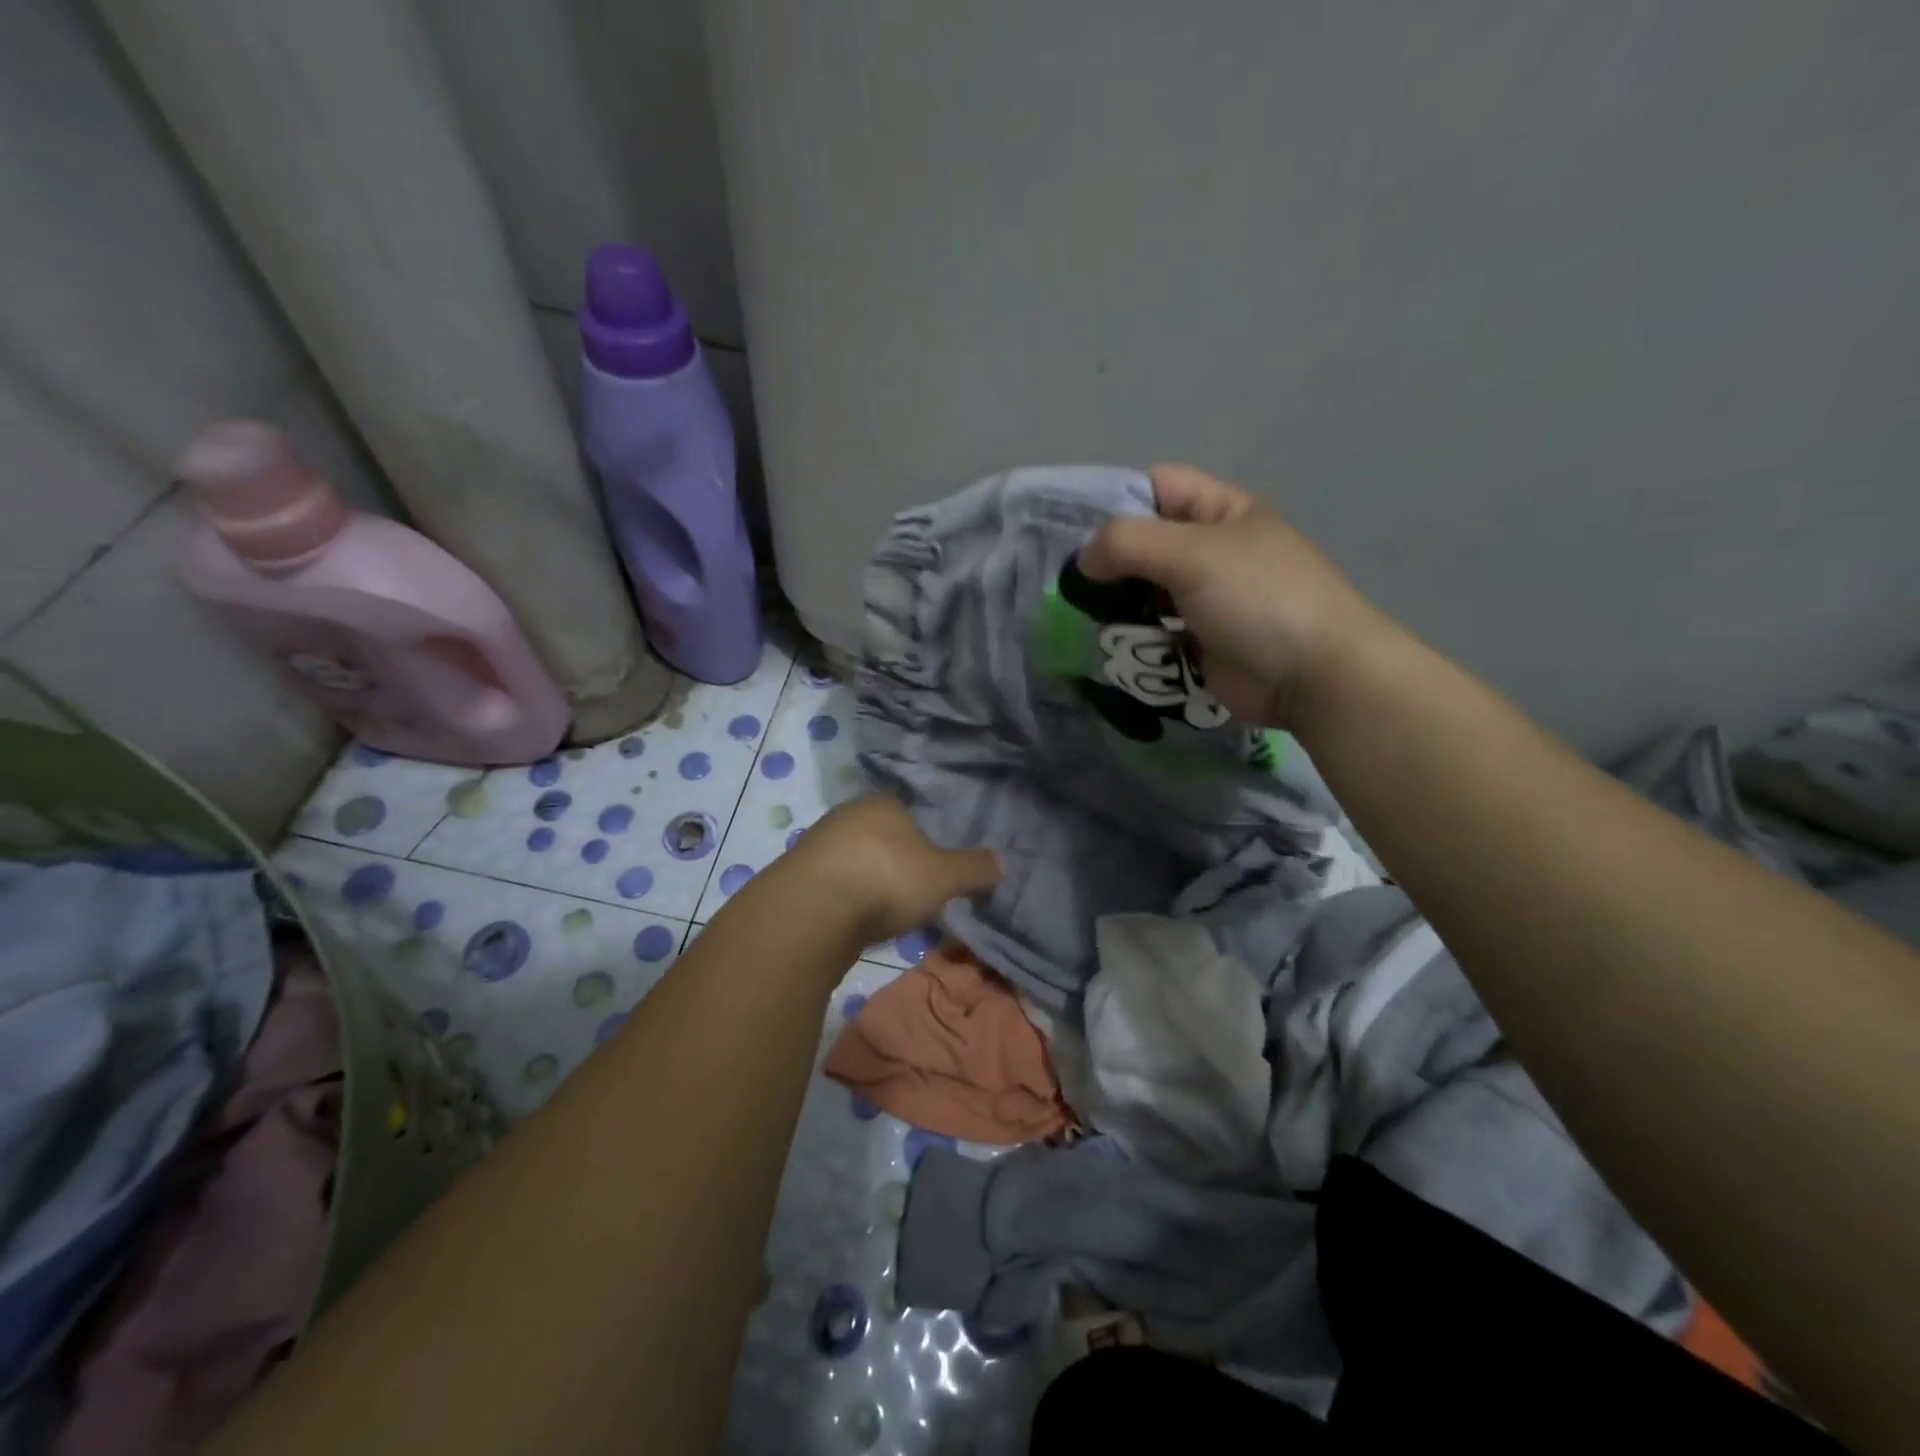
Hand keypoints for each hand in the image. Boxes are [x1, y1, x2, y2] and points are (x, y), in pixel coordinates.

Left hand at [786, 794, 1000, 945]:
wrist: (812, 910)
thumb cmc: (887, 879)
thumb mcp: (944, 877)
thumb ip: (974, 869)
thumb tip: (1005, 861)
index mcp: (884, 802)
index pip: (908, 811)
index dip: (923, 837)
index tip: (931, 865)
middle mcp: (848, 813)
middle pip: (879, 834)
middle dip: (893, 859)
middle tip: (910, 889)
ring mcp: (817, 841)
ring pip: (852, 857)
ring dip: (865, 879)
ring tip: (881, 910)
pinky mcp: (795, 872)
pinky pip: (830, 881)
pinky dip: (843, 896)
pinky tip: (851, 919)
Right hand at [1078, 463, 1388, 727]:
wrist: (1313, 678)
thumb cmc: (1259, 600)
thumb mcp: (1193, 555)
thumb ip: (1129, 544)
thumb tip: (1084, 561)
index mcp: (1220, 511)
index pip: (1155, 485)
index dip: (1114, 499)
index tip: (1071, 530)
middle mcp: (1210, 549)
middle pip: (1144, 542)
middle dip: (1105, 561)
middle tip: (1065, 583)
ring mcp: (1204, 598)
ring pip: (1142, 591)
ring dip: (1113, 604)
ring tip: (1078, 618)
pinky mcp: (1197, 641)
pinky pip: (1151, 631)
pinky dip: (1128, 637)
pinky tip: (1103, 645)